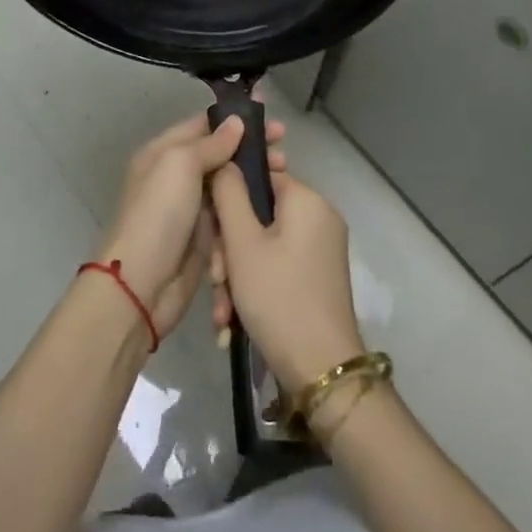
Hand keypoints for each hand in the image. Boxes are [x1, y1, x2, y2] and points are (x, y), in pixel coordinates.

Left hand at [96, 113, 286, 340]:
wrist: (141, 287)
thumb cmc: (159, 215)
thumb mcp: (180, 165)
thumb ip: (211, 143)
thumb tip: (236, 122)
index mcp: (163, 153)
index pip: (204, 126)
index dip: (237, 122)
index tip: (272, 123)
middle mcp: (176, 177)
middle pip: (221, 156)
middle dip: (252, 152)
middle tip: (283, 155)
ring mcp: (192, 208)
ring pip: (230, 186)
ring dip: (256, 180)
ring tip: (284, 177)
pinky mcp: (205, 237)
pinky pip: (231, 215)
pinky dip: (249, 209)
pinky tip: (274, 206)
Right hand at [209, 163, 363, 392]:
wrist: (320, 369)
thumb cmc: (278, 296)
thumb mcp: (242, 243)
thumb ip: (229, 195)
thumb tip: (227, 161)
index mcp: (307, 199)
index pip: (260, 176)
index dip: (229, 199)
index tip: (210, 230)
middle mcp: (319, 217)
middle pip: (260, 216)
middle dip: (229, 249)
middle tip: (216, 279)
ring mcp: (321, 249)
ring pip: (264, 246)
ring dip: (237, 275)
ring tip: (223, 312)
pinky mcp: (318, 277)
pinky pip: (278, 267)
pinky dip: (255, 287)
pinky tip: (233, 321)